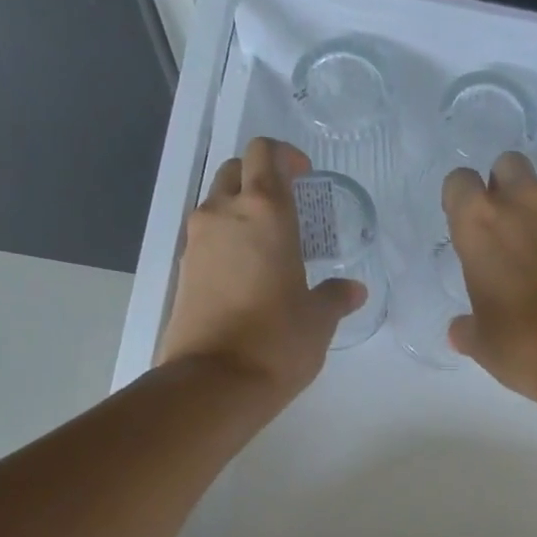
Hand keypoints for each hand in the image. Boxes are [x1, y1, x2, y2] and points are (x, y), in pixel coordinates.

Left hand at [158, 138, 364, 399]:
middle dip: (259, 177)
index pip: (264, 153)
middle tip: (288, 207)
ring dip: (240, 210)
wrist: (214, 382)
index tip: (304, 176)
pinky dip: (227, 241)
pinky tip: (249, 274)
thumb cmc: (277, 341)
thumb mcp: (319, 319)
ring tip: (270, 244)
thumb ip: (336, 296)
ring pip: (216, 204)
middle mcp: (223, 214)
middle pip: (234, 171)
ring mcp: (196, 243)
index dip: (285, 156)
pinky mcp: (183, 272)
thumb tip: (353, 290)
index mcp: (264, 212)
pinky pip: (207, 239)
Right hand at [443, 152, 536, 398]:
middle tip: (503, 232)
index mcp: (481, 223)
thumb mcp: (482, 343)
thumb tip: (460, 330)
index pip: (459, 182)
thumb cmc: (525, 345)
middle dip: (503, 189)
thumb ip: (467, 328)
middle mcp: (525, 204)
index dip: (460, 203)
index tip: (465, 231)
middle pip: (509, 166)